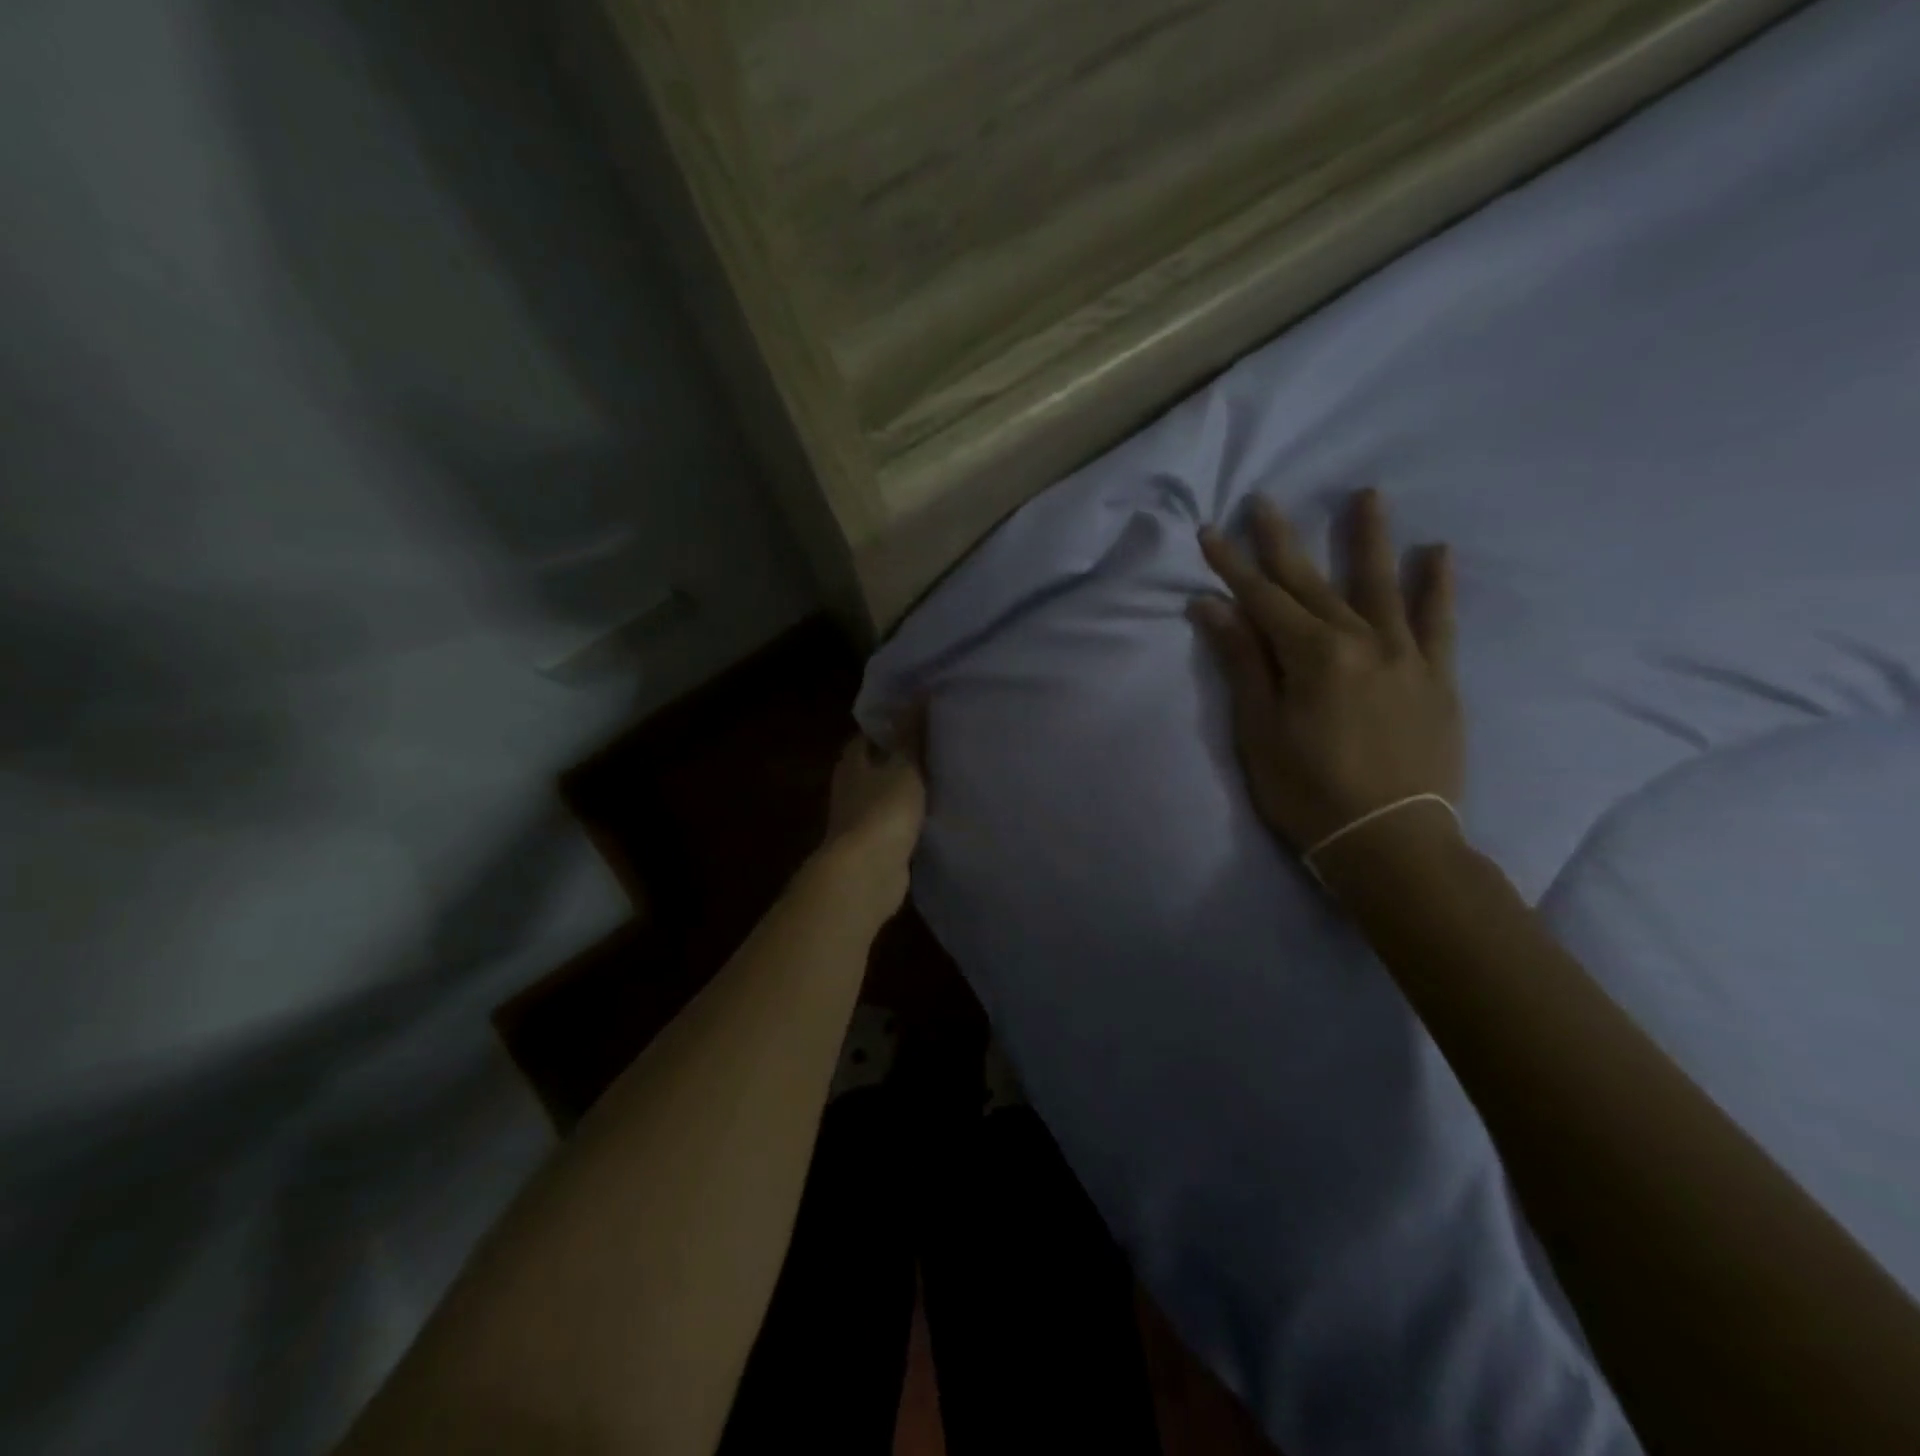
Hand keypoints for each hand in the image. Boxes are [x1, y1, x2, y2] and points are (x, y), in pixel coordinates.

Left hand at [817, 718, 927, 913]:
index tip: (921, 714)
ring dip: (907, 787)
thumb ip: (913, 733)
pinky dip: (911, 815)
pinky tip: (935, 812)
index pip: (871, 732)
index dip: (893, 722)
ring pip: (887, 793)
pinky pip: (896, 821)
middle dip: (903, 755)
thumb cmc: (883, 810)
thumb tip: (920, 692)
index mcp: (852, 760)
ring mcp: (860, 817)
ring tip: (943, 774)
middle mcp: (851, 785)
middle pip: (878, 763)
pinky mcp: (875, 844)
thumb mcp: (904, 765)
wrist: (867, 873)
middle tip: (939, 743)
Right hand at [1191, 490, 1463, 861]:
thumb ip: (1242, 662)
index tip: (1209, 531)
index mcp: (1312, 655)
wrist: (1391, 843)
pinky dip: (1437, 586)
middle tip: (1264, 502)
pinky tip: (1437, 553)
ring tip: (1368, 495)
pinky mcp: (1437, 677)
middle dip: (1282, 542)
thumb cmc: (1308, 792)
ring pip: (1381, 585)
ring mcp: (1405, 655)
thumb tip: (1212, 607)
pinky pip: (1438, 622)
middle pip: (1312, 582)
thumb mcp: (1260, 731)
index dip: (1231, 565)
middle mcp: (1361, 640)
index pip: (1261, 598)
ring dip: (1369, 539)